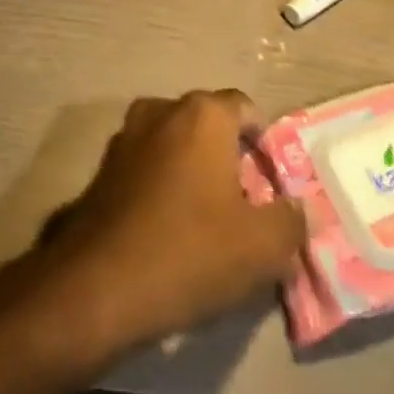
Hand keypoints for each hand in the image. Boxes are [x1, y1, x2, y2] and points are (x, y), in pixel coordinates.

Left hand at [50, 90, 304, 353]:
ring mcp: (127, 136)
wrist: (98, 285)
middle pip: (208, 125)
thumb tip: (296, 209)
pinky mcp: (103, 168)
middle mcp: (162, 110)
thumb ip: (291, 220)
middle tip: (244, 207)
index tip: (273, 186)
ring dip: (193, 173)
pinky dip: (162, 187)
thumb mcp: (262, 247)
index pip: (246, 109)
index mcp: (203, 114)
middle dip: (229, 158)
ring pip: (175, 145)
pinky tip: (169, 232)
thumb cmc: (190, 251)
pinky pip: (147, 167)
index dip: (264, 145)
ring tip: (207, 223)